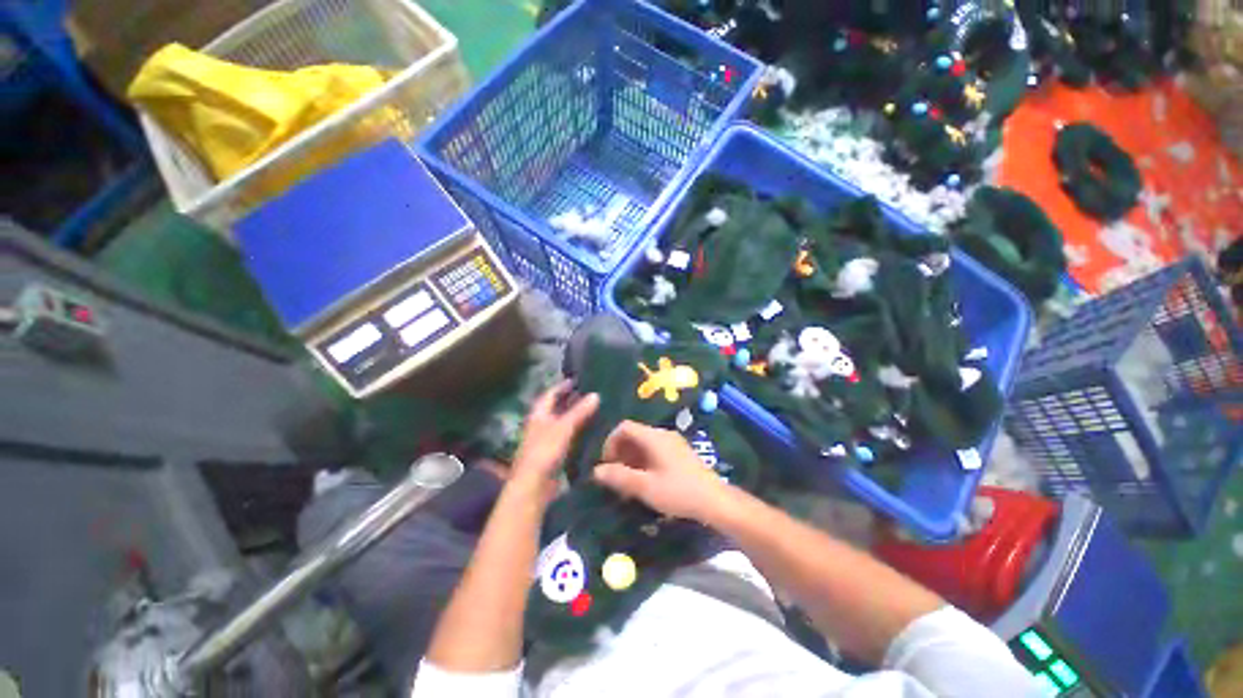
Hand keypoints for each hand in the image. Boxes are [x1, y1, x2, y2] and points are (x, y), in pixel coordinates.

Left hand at [510, 380, 598, 492]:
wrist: (533, 486)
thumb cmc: (545, 451)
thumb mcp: (564, 428)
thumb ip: (579, 411)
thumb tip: (596, 394)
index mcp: (538, 415)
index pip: (549, 394)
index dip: (561, 386)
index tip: (577, 380)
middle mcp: (540, 425)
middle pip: (555, 408)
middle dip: (570, 400)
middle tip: (589, 393)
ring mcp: (546, 440)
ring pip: (562, 422)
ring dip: (575, 415)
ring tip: (593, 408)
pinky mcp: (553, 453)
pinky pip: (566, 436)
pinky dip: (576, 430)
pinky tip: (589, 430)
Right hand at [593, 421, 729, 521]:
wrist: (715, 500)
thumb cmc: (678, 492)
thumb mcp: (646, 487)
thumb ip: (620, 477)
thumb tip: (596, 471)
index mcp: (654, 437)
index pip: (624, 427)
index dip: (610, 442)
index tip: (606, 464)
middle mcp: (663, 434)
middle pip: (633, 435)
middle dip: (620, 453)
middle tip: (615, 476)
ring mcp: (673, 443)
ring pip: (644, 444)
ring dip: (631, 459)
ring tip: (628, 483)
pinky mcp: (679, 453)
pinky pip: (654, 451)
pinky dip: (643, 462)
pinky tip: (645, 482)